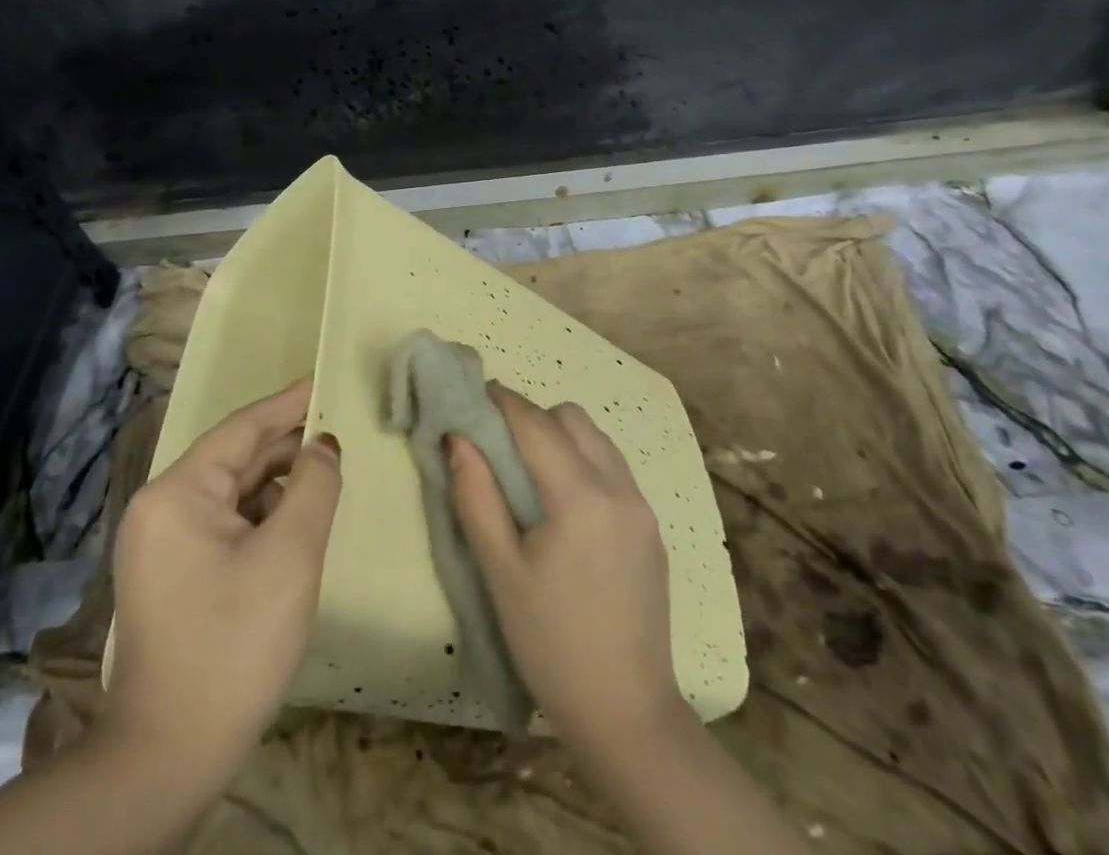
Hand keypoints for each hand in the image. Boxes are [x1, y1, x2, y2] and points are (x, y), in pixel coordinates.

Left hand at [101, 379, 340, 790]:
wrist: (169, 757)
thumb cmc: (234, 643)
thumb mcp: (290, 554)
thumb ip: (314, 485)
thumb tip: (323, 445)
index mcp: (176, 493)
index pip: (241, 429)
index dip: (287, 404)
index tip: (323, 381)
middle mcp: (160, 509)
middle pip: (233, 460)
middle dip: (286, 447)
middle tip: (337, 430)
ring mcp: (160, 545)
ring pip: (230, 494)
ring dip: (276, 485)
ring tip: (325, 475)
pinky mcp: (170, 575)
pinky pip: (222, 524)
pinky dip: (260, 516)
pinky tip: (295, 521)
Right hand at [447, 386, 685, 750]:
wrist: (626, 712)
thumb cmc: (551, 643)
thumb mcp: (500, 571)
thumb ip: (476, 496)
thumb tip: (457, 438)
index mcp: (579, 496)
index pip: (535, 423)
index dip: (502, 403)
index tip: (474, 397)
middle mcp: (618, 487)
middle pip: (571, 418)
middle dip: (532, 416)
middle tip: (498, 443)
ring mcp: (641, 506)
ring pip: (597, 438)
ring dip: (561, 435)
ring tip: (529, 469)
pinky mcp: (651, 526)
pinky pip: (613, 467)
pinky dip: (584, 460)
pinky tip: (564, 500)